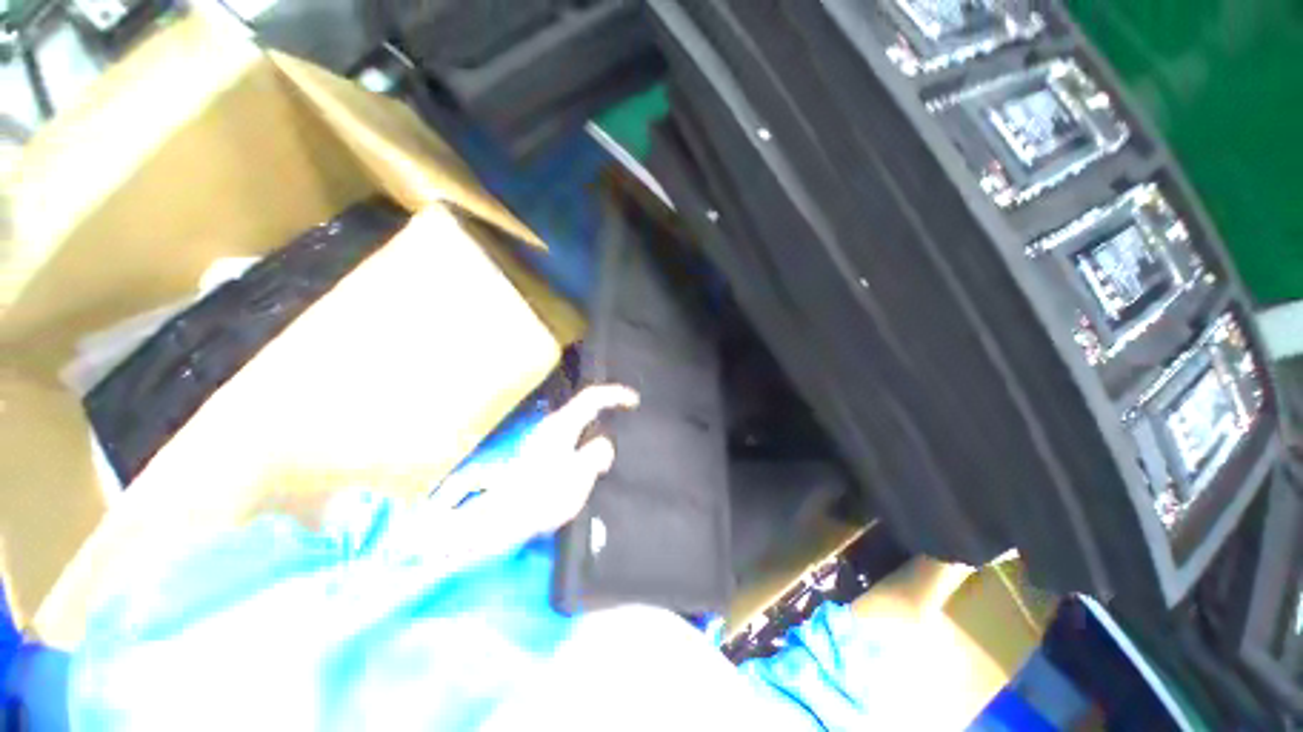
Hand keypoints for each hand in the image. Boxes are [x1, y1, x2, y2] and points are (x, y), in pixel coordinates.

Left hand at [471, 384, 639, 537]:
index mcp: (562, 425)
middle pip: (584, 405)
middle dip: (607, 406)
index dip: (615, 394)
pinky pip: (572, 432)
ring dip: (597, 422)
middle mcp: (552, 425)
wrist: (503, 518)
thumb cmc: (542, 497)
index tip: (634, 401)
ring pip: (578, 419)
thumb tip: (605, 444)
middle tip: (626, 417)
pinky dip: (587, 434)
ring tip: (613, 438)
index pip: (592, 397)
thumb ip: (596, 455)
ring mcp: (544, 436)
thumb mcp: (578, 477)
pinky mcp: (541, 450)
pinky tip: (591, 453)